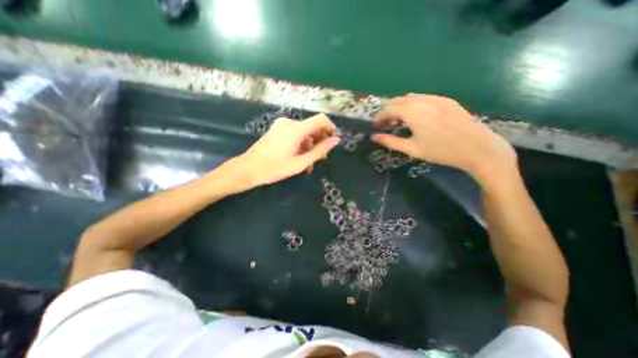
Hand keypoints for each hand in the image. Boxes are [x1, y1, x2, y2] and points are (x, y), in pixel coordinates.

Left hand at [234, 114, 338, 186]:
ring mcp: (282, 125)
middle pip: (313, 127)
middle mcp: (290, 123)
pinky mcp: (277, 130)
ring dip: (309, 147)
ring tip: (308, 165)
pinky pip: (295, 134)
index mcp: (296, 129)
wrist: (248, 168)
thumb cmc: (275, 168)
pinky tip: (299, 158)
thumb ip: (320, 151)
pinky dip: (301, 145)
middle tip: (320, 159)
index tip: (333, 141)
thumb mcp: (301, 163)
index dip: (330, 128)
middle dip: (319, 142)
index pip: (321, 119)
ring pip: (304, 133)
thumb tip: (336, 140)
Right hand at [372, 94, 514, 182]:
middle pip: (398, 101)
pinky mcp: (446, 100)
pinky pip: (423, 98)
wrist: (477, 148)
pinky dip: (413, 105)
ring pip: (410, 98)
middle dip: (389, 111)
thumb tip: (374, 137)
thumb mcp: (412, 149)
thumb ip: (390, 141)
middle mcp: (423, 100)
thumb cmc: (440, 151)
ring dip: (400, 107)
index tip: (375, 125)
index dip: (379, 117)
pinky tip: (415, 117)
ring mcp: (436, 98)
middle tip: (386, 125)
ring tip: (399, 121)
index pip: (389, 109)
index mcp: (413, 112)